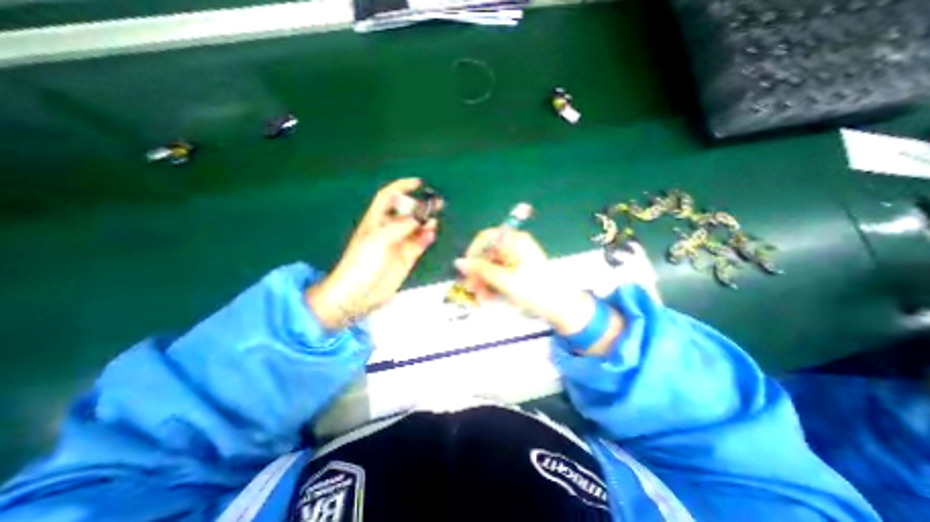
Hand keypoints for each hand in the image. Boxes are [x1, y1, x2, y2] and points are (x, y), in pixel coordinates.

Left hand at [305, 177, 435, 327]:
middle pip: (407, 212)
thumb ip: (401, 226)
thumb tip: (421, 216)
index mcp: (376, 220)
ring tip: (436, 219)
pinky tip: (432, 234)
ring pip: (416, 228)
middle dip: (421, 206)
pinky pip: (420, 244)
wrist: (358, 293)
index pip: (389, 197)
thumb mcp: (379, 239)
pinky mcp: (407, 258)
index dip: (402, 187)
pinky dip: (427, 238)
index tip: (419, 183)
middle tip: (437, 202)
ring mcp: (398, 244)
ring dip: (426, 223)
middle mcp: (388, 230)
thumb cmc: (362, 263)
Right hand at [454, 228, 619, 354]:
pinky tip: (490, 297)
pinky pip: (499, 273)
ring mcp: (517, 257)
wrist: (559, 306)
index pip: (485, 238)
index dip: (472, 253)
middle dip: (478, 272)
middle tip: (472, 290)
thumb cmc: (534, 290)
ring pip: (492, 266)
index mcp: (514, 241)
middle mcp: (515, 245)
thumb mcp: (504, 280)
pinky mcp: (518, 269)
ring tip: (483, 299)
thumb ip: (480, 270)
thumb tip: (459, 262)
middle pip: (487, 253)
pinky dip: (493, 284)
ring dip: (484, 281)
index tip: (465, 270)